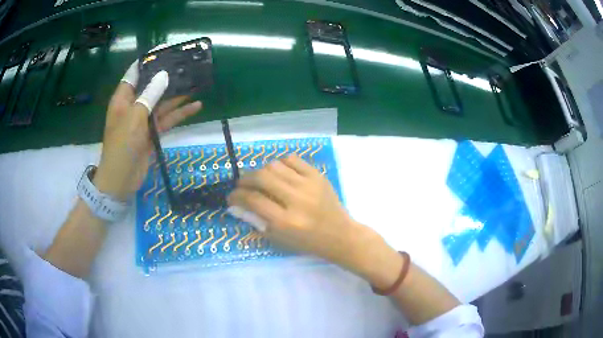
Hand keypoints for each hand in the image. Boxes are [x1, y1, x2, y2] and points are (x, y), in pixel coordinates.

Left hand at [94, 61, 201, 199]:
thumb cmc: (122, 146)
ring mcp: (144, 119)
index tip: (165, 50)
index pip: (135, 72)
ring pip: (162, 102)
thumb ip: (149, 95)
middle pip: (152, 85)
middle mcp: (134, 105)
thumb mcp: (134, 117)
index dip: (149, 60)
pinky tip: (196, 106)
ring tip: (196, 82)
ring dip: (178, 94)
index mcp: (123, 98)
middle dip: (168, 76)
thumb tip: (164, 75)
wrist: (121, 180)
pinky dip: (180, 113)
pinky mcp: (153, 132)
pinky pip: (167, 119)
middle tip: (187, 65)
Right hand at [228, 155, 382, 276]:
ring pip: (275, 165)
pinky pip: (292, 159)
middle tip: (242, 185)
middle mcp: (297, 200)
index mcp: (286, 222)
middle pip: (261, 177)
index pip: (253, 200)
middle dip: (245, 179)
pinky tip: (279, 173)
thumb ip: (256, 220)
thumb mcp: (279, 239)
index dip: (236, 196)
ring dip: (261, 171)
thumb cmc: (308, 242)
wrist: (340, 235)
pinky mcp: (318, 176)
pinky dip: (280, 164)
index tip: (231, 196)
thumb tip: (237, 204)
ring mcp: (309, 185)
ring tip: (261, 180)